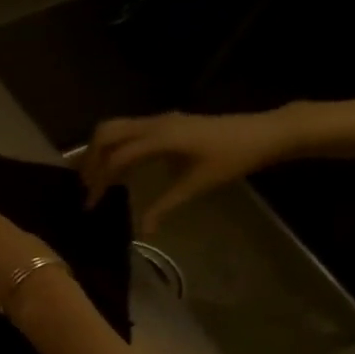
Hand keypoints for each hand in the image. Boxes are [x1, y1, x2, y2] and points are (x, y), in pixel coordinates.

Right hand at [81, 107, 300, 232]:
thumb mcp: (196, 186)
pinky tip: (119, 167)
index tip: (92, 205)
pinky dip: (114, 146)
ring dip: (99, 150)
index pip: (116, 158)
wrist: (267, 133)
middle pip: (105, 134)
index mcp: (160, 139)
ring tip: (96, 176)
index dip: (99, 182)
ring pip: (113, 128)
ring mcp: (160, 120)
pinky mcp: (165, 122)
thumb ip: (163, 207)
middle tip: (87, 186)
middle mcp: (154, 124)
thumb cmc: (233, 158)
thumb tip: (143, 233)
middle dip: (90, 159)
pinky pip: (127, 129)